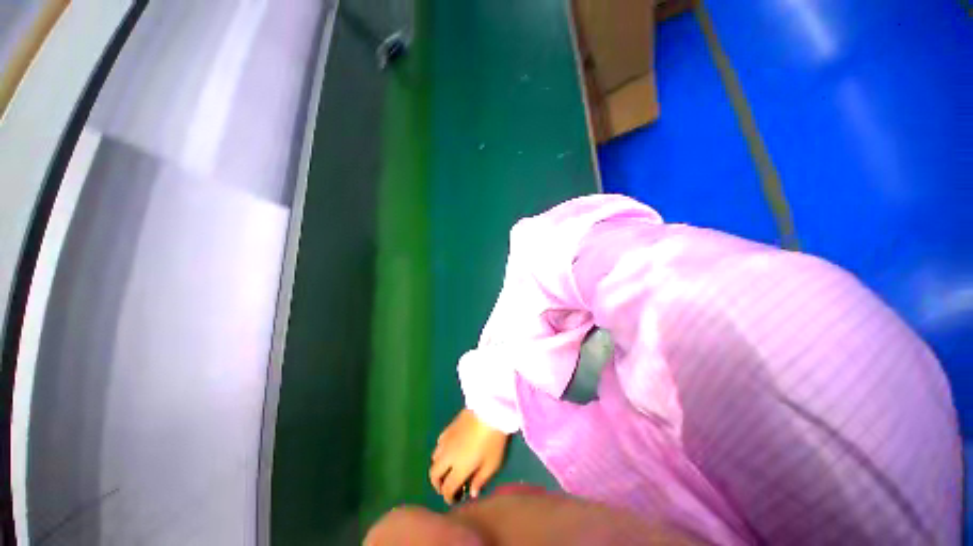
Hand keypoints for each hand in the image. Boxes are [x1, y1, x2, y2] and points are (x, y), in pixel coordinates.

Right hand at [430, 409, 508, 503]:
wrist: (489, 411)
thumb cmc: (493, 441)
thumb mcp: (492, 464)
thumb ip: (480, 480)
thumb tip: (472, 492)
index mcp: (458, 469)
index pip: (447, 489)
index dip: (449, 498)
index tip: (456, 499)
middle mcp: (447, 456)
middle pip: (434, 474)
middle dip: (438, 484)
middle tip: (448, 486)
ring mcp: (446, 440)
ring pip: (434, 458)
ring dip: (439, 467)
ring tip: (449, 468)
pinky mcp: (448, 427)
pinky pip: (438, 443)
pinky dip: (441, 450)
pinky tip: (450, 449)